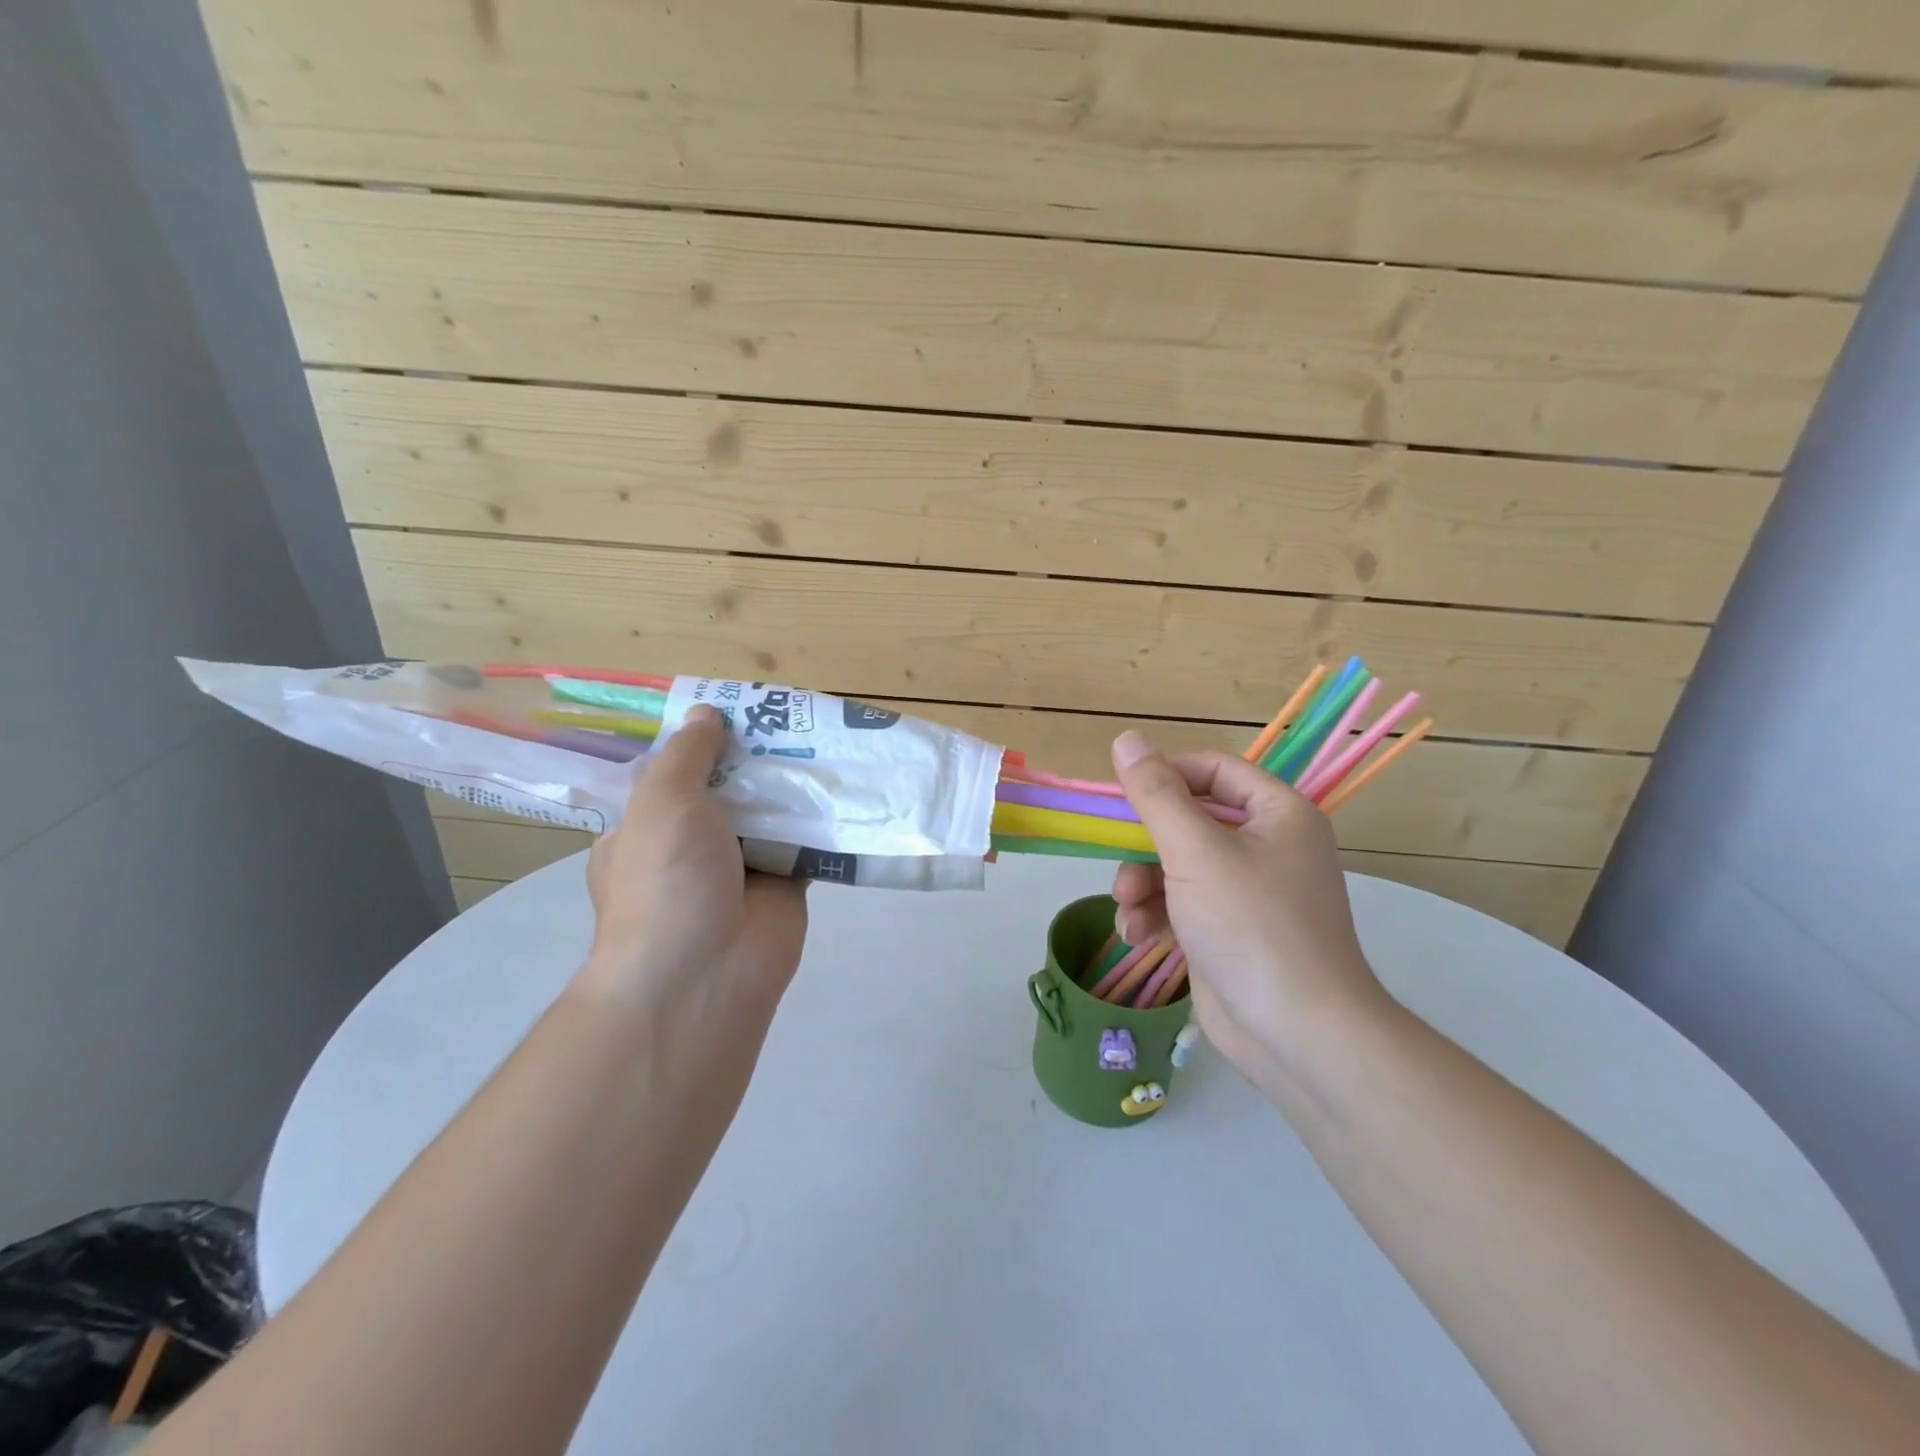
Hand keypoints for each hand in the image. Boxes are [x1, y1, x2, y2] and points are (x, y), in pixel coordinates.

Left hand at [581, 705, 807, 1012]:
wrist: (705, 974)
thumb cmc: (666, 880)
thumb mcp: (662, 802)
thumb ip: (687, 755)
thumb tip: (705, 712)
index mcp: (648, 829)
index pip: (674, 776)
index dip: (702, 742)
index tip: (735, 710)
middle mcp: (692, 846)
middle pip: (728, 789)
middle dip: (755, 758)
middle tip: (792, 715)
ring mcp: (740, 867)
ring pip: (770, 813)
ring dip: (793, 784)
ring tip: (826, 736)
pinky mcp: (785, 884)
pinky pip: (806, 842)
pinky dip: (823, 819)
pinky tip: (846, 782)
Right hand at [1109, 732, 1386, 1088]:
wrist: (1297, 1035)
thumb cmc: (1252, 926)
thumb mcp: (1195, 851)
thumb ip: (1156, 794)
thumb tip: (1126, 738)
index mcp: (1277, 814)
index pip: (1214, 770)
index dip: (1165, 775)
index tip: (1121, 794)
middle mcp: (1266, 846)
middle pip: (1188, 820)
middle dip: (1145, 844)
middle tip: (1119, 862)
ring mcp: (1247, 892)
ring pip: (1176, 865)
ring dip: (1142, 884)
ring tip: (1127, 909)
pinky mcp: (1226, 931)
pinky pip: (1180, 904)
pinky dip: (1155, 914)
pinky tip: (1137, 935)